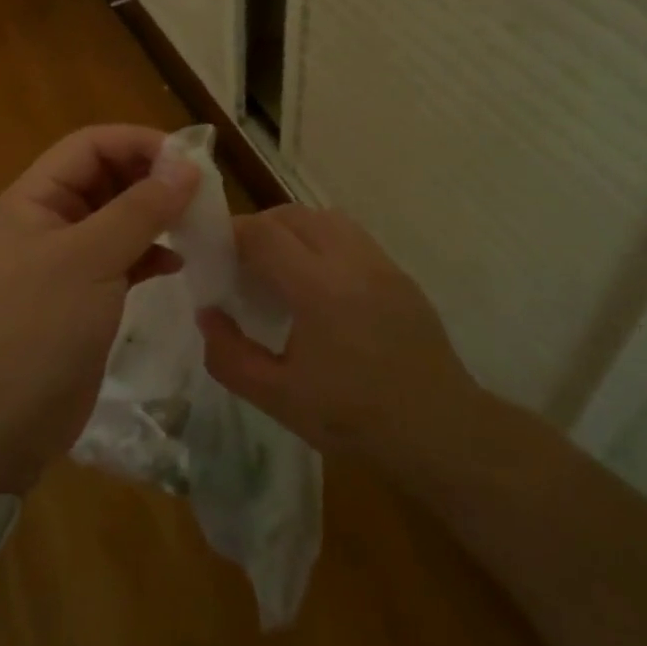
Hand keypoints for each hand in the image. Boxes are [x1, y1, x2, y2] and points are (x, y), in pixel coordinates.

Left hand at [0, 125, 199, 493]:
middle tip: (201, 194)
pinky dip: (152, 254)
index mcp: (37, 197)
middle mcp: (51, 219)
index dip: (139, 143)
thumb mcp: (91, 259)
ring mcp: (69, 258)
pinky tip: (179, 263)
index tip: (190, 160)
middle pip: (107, 177)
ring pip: (120, 217)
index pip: (91, 145)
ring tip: (197, 224)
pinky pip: (125, 256)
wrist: (4, 421)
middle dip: (152, 179)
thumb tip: (188, 166)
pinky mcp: (86, 294)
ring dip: (157, 216)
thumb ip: (141, 209)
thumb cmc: (40, 328)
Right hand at [197, 206, 476, 472]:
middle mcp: (351, 261)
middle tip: (240, 261)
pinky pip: (353, 237)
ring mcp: (381, 264)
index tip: (213, 252)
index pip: (264, 233)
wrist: (439, 431)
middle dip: (260, 227)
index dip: (232, 233)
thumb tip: (208, 314)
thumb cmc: (353, 418)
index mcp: (318, 287)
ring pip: (327, 218)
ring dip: (294, 229)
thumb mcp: (277, 397)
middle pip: (294, 214)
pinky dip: (324, 242)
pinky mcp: (400, 276)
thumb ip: (230, 355)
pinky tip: (319, 284)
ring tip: (279, 267)